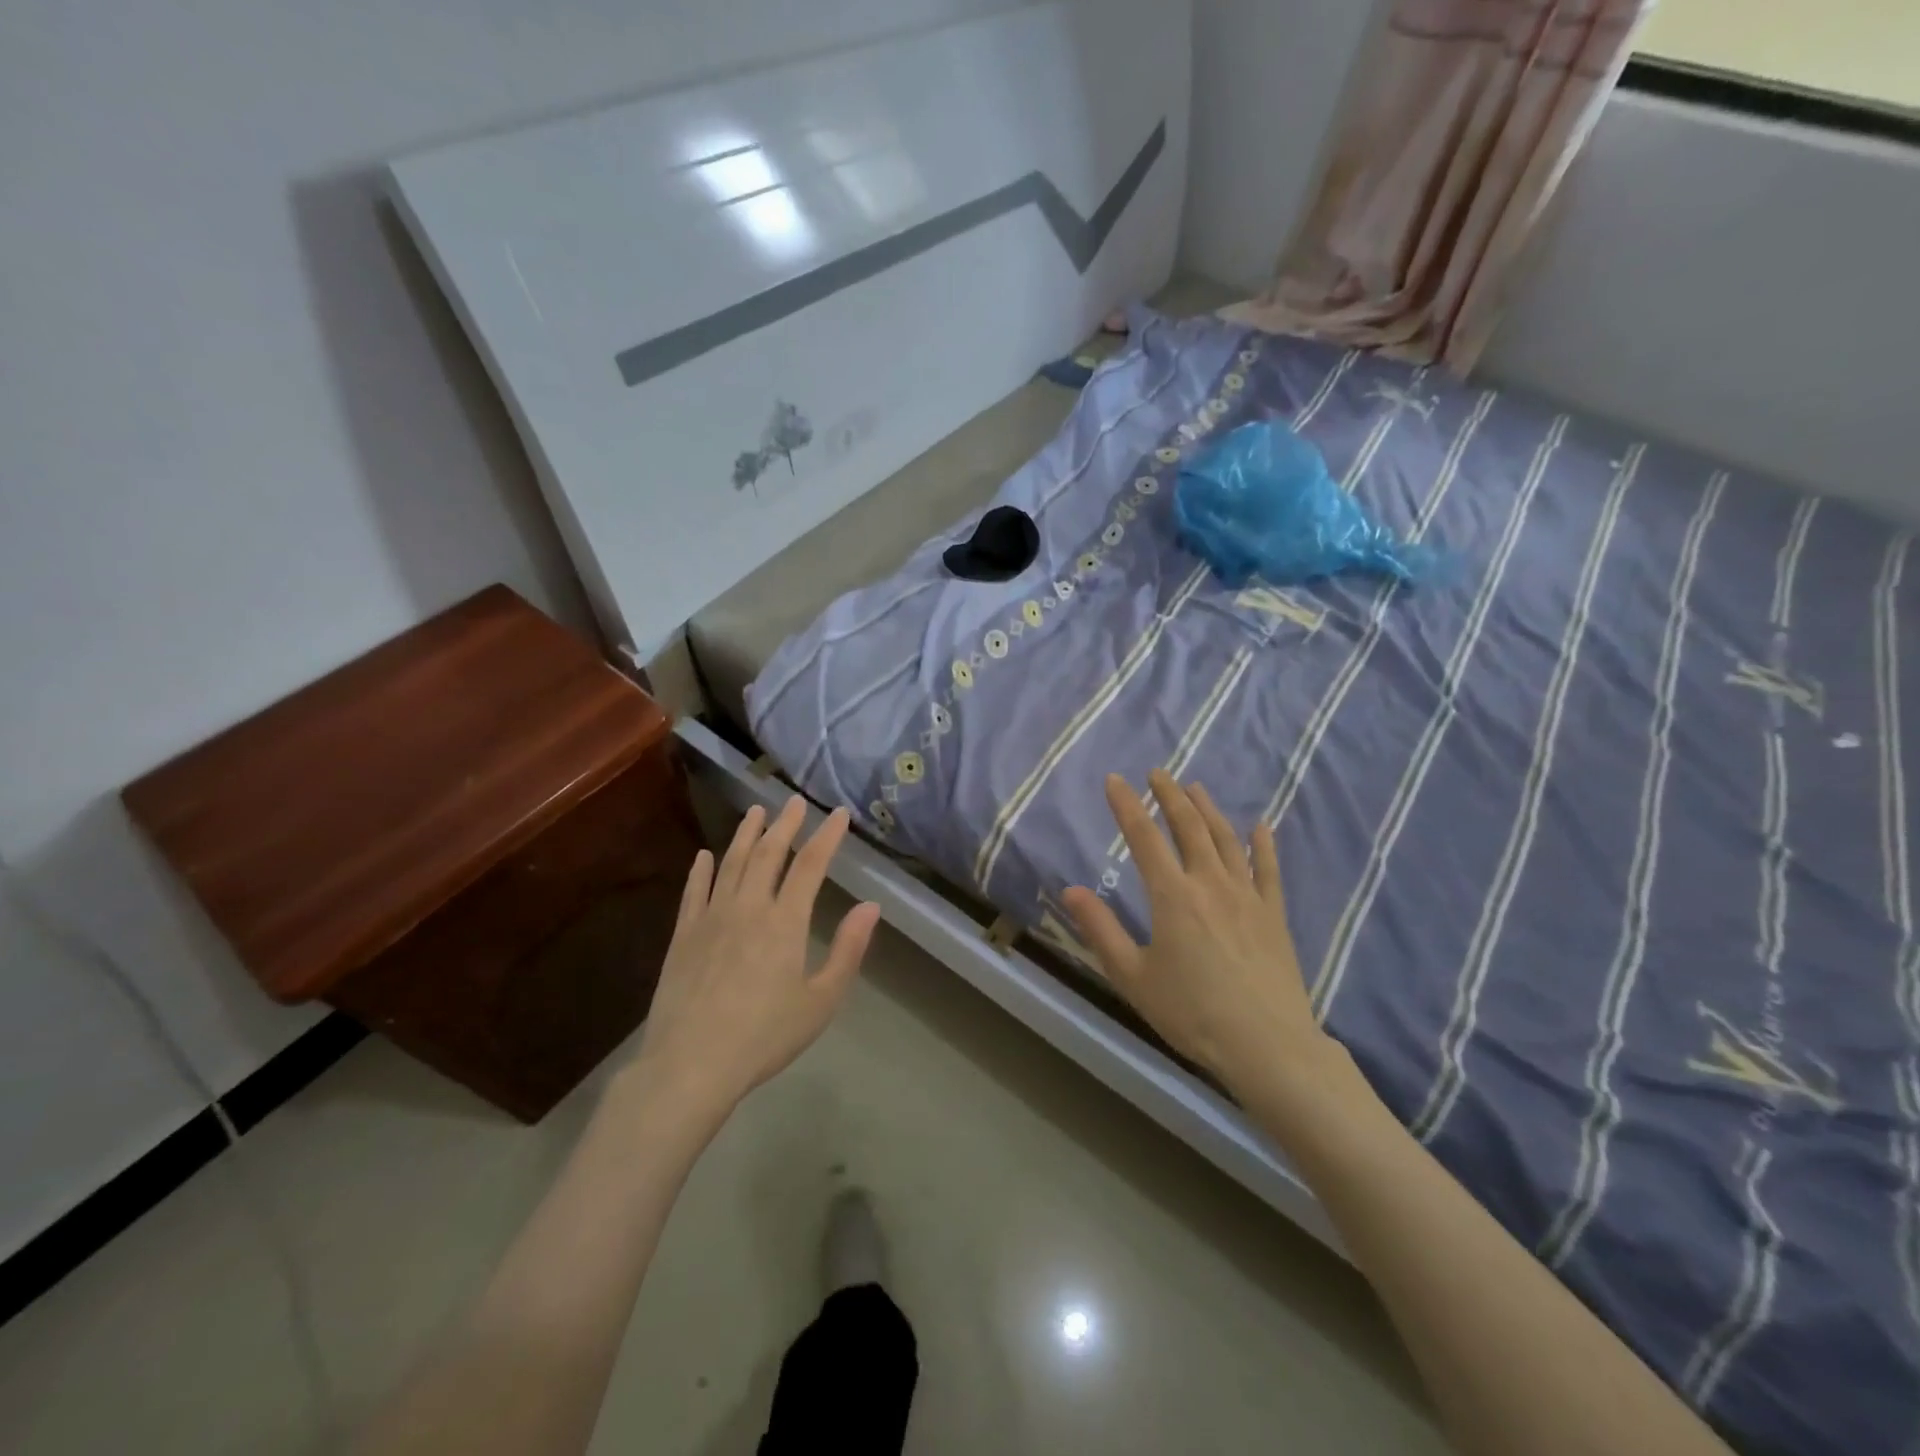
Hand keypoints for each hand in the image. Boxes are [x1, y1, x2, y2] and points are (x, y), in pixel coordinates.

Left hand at [632, 796, 879, 1118]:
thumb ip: (848, 950)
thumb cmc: (765, 1036)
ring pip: (731, 863)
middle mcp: (748, 907)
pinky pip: (694, 891)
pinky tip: (704, 855)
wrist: (691, 1064)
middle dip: (785, 824)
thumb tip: (871, 906)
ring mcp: (711, 918)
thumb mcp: (821, 1000)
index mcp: (785, 921)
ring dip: (745, 834)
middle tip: (794, 802)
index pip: (811, 865)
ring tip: (755, 811)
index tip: (836, 814)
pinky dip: (701, 870)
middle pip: (769, 853)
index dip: (826, 836)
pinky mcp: (683, 935)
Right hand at [1063, 770, 1339, 1098]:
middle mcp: (1210, 883)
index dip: (1126, 805)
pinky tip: (1261, 826)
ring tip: (1196, 787)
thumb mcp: (1132, 976)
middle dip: (1170, 795)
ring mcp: (1247, 895)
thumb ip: (1101, 929)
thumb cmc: (1191, 1013)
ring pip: (1226, 839)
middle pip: (1189, 826)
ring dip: (1209, 809)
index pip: (1143, 837)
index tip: (1114, 780)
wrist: (1267, 1045)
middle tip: (1158, 772)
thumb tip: (1071, 889)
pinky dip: (1263, 843)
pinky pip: (1269, 868)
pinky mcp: (1274, 914)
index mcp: (1172, 896)